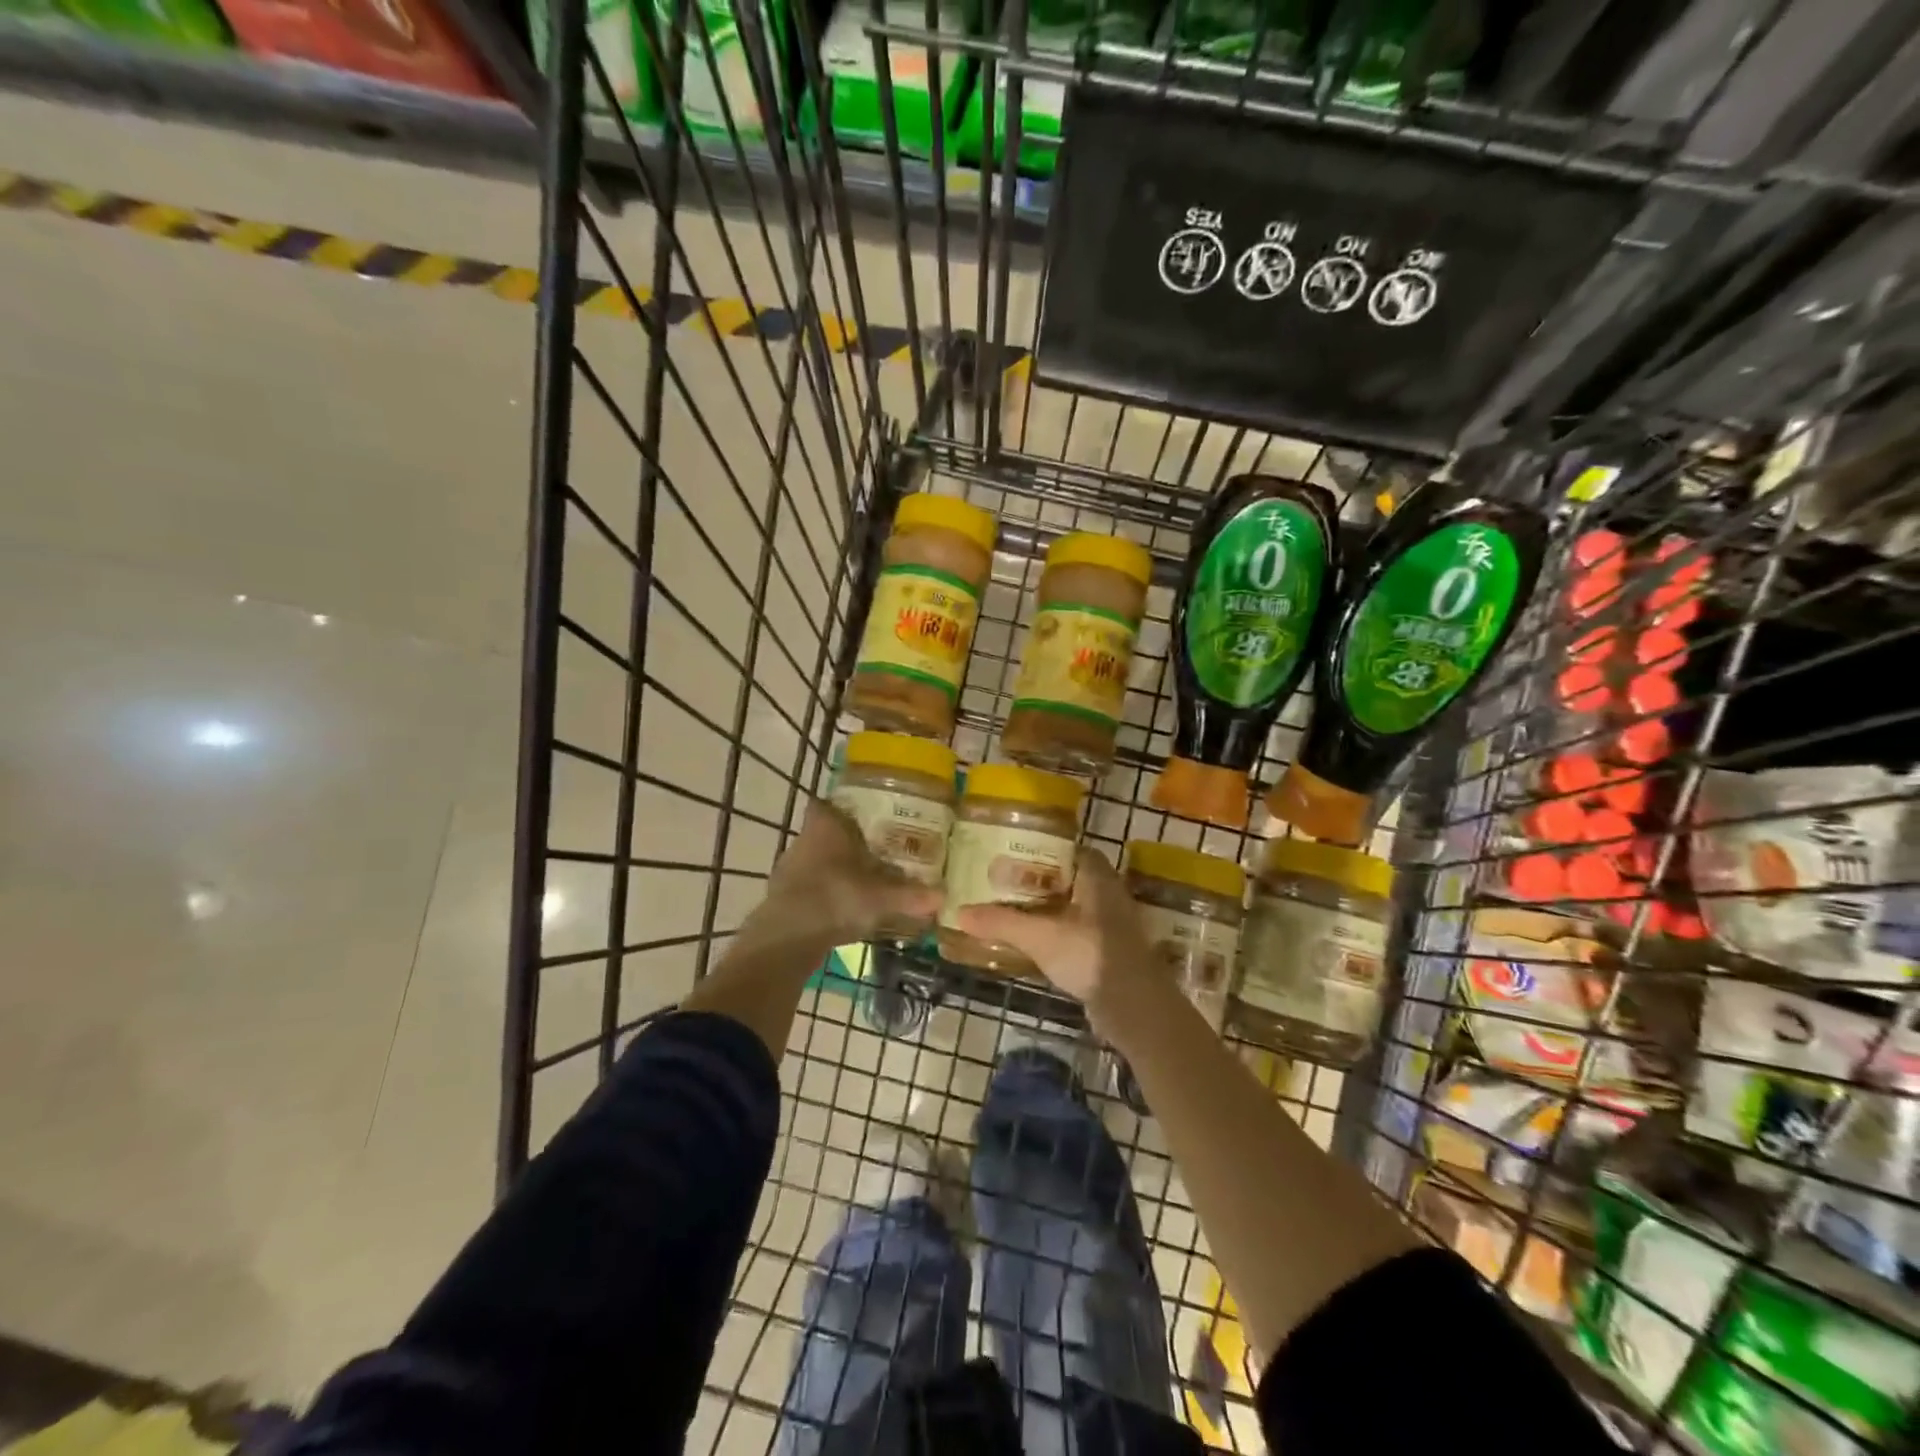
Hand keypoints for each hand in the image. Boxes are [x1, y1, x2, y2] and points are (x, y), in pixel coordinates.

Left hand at [756, 800, 942, 944]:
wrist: (787, 938)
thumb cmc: (834, 898)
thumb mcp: (880, 898)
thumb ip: (911, 896)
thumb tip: (943, 896)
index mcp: (824, 827)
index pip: (825, 804)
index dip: (841, 807)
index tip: (864, 815)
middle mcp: (802, 841)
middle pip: (824, 833)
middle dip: (847, 841)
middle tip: (876, 849)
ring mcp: (789, 870)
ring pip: (816, 861)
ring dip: (835, 869)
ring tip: (863, 880)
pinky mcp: (782, 898)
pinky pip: (809, 887)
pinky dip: (825, 893)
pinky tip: (843, 908)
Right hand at [952, 848, 1157, 1025]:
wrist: (1136, 1007)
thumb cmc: (1091, 955)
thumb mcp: (1040, 936)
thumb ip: (1002, 922)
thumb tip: (959, 912)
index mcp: (1097, 877)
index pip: (1069, 850)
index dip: (1043, 849)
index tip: (1012, 854)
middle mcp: (1108, 894)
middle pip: (1068, 879)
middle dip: (1037, 881)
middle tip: (1002, 883)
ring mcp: (1111, 924)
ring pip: (1072, 907)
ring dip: (1045, 909)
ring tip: (1009, 910)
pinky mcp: (1108, 951)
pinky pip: (1076, 931)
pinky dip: (1055, 932)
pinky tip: (1031, 942)